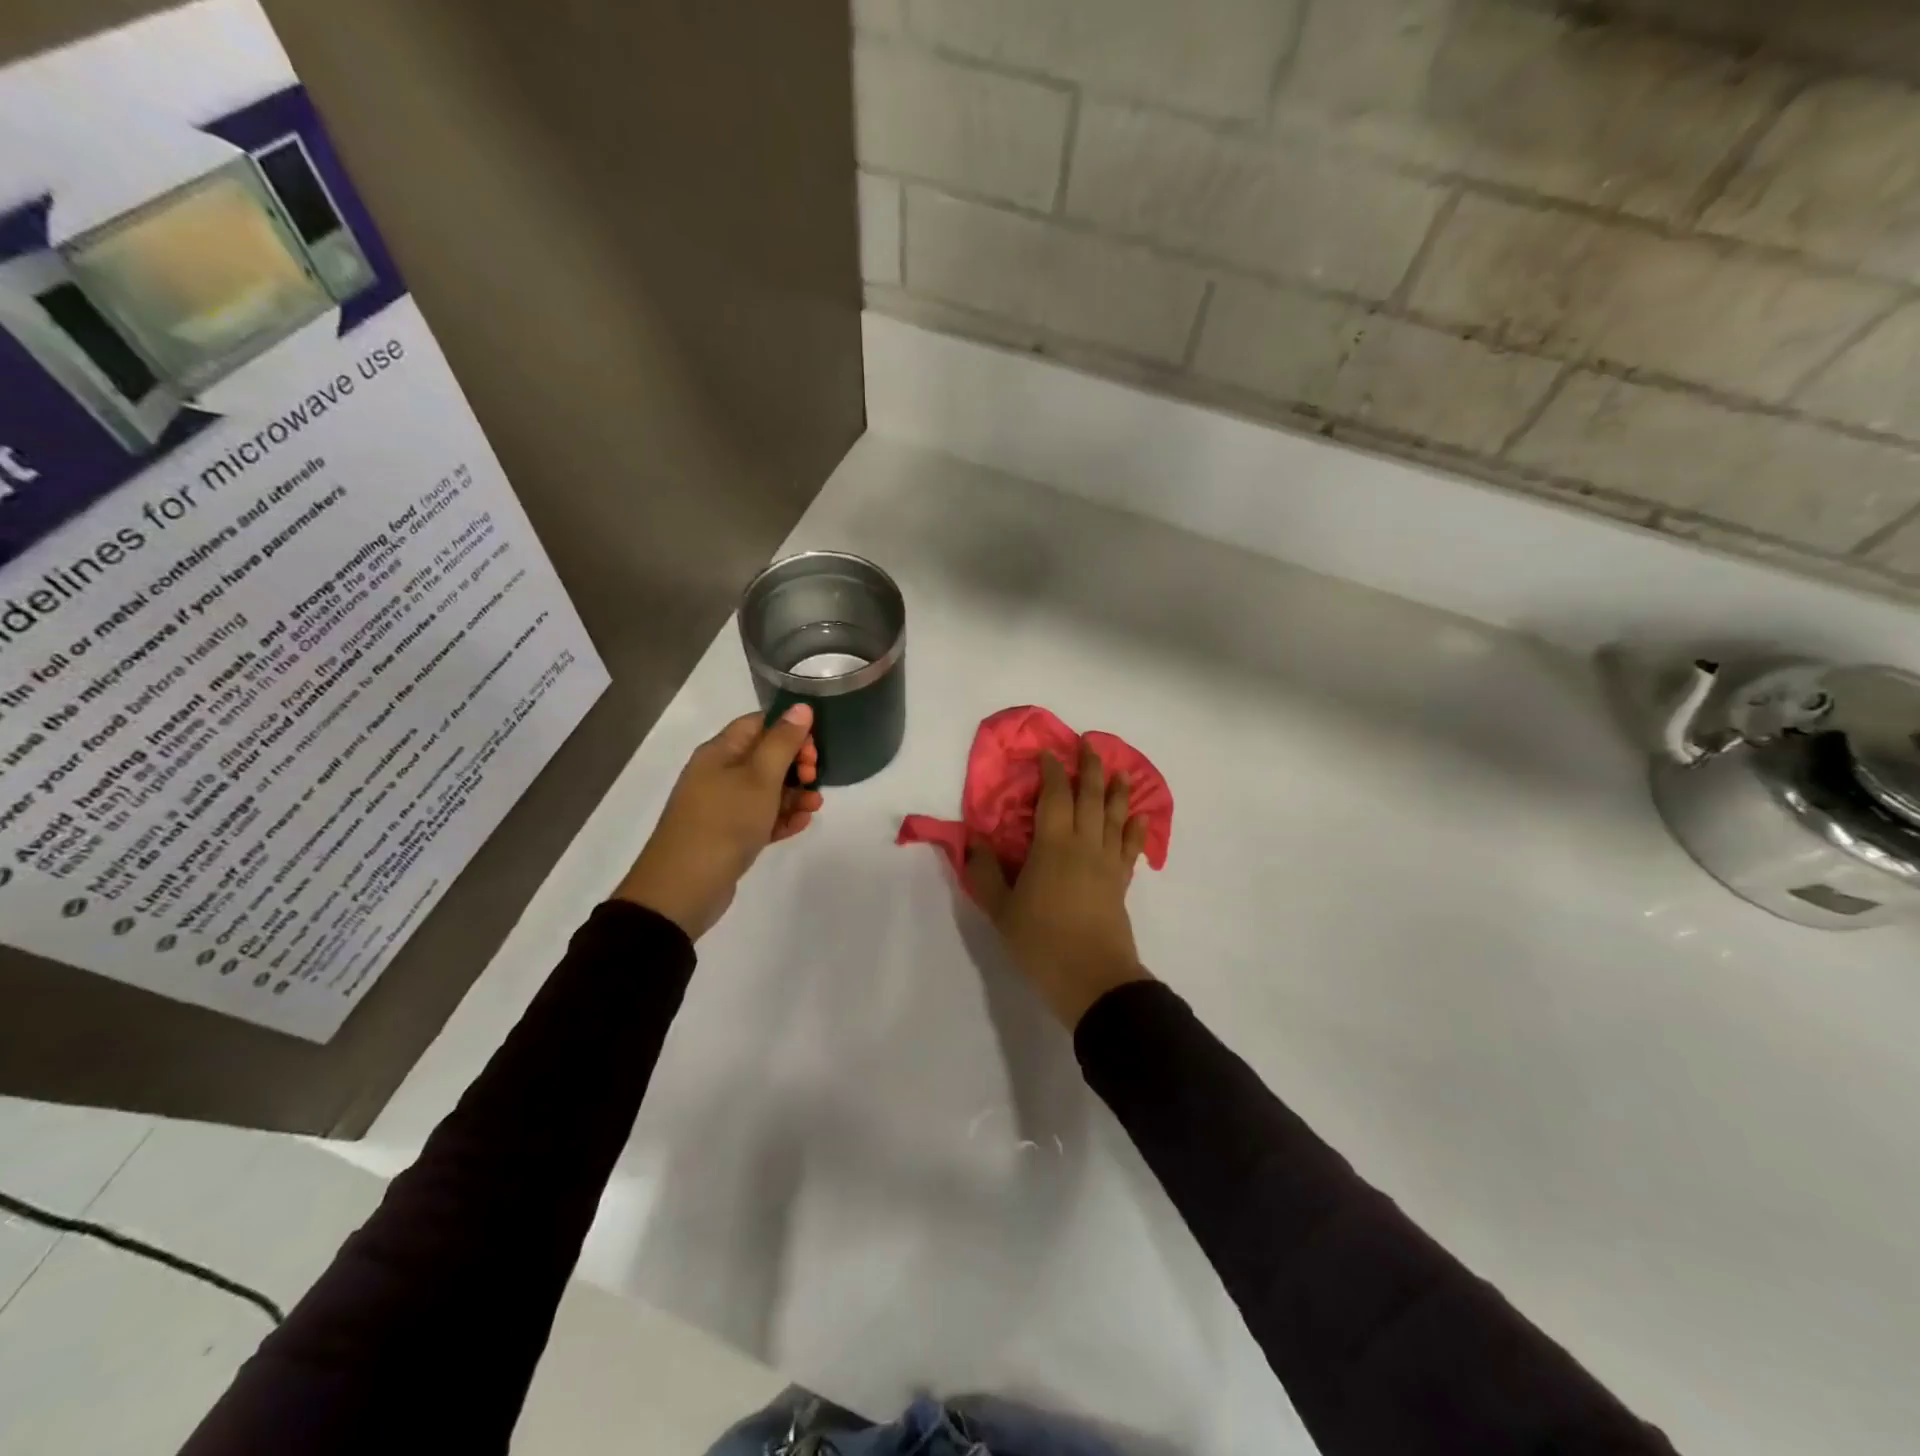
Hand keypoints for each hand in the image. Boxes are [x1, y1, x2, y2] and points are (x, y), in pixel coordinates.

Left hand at [614, 704, 822, 939]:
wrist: (683, 888)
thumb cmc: (724, 822)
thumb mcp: (759, 777)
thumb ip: (783, 742)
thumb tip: (801, 707)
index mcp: (720, 752)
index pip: (758, 724)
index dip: (789, 729)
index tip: (815, 748)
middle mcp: (718, 774)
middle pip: (764, 757)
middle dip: (795, 764)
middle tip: (814, 778)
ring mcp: (722, 806)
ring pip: (765, 790)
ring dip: (794, 794)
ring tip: (815, 807)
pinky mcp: (728, 835)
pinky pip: (760, 818)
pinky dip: (781, 818)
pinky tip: (802, 824)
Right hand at [966, 741, 1153, 1028]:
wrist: (1091, 977)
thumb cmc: (1040, 941)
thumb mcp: (1000, 909)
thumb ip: (984, 872)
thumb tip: (974, 839)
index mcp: (1053, 845)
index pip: (1054, 797)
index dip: (1052, 772)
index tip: (1049, 753)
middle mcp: (1084, 845)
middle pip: (1090, 798)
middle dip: (1090, 769)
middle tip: (1091, 745)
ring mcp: (1107, 862)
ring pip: (1115, 817)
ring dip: (1118, 791)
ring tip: (1122, 772)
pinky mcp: (1122, 882)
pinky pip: (1132, 847)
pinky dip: (1137, 829)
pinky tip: (1140, 818)